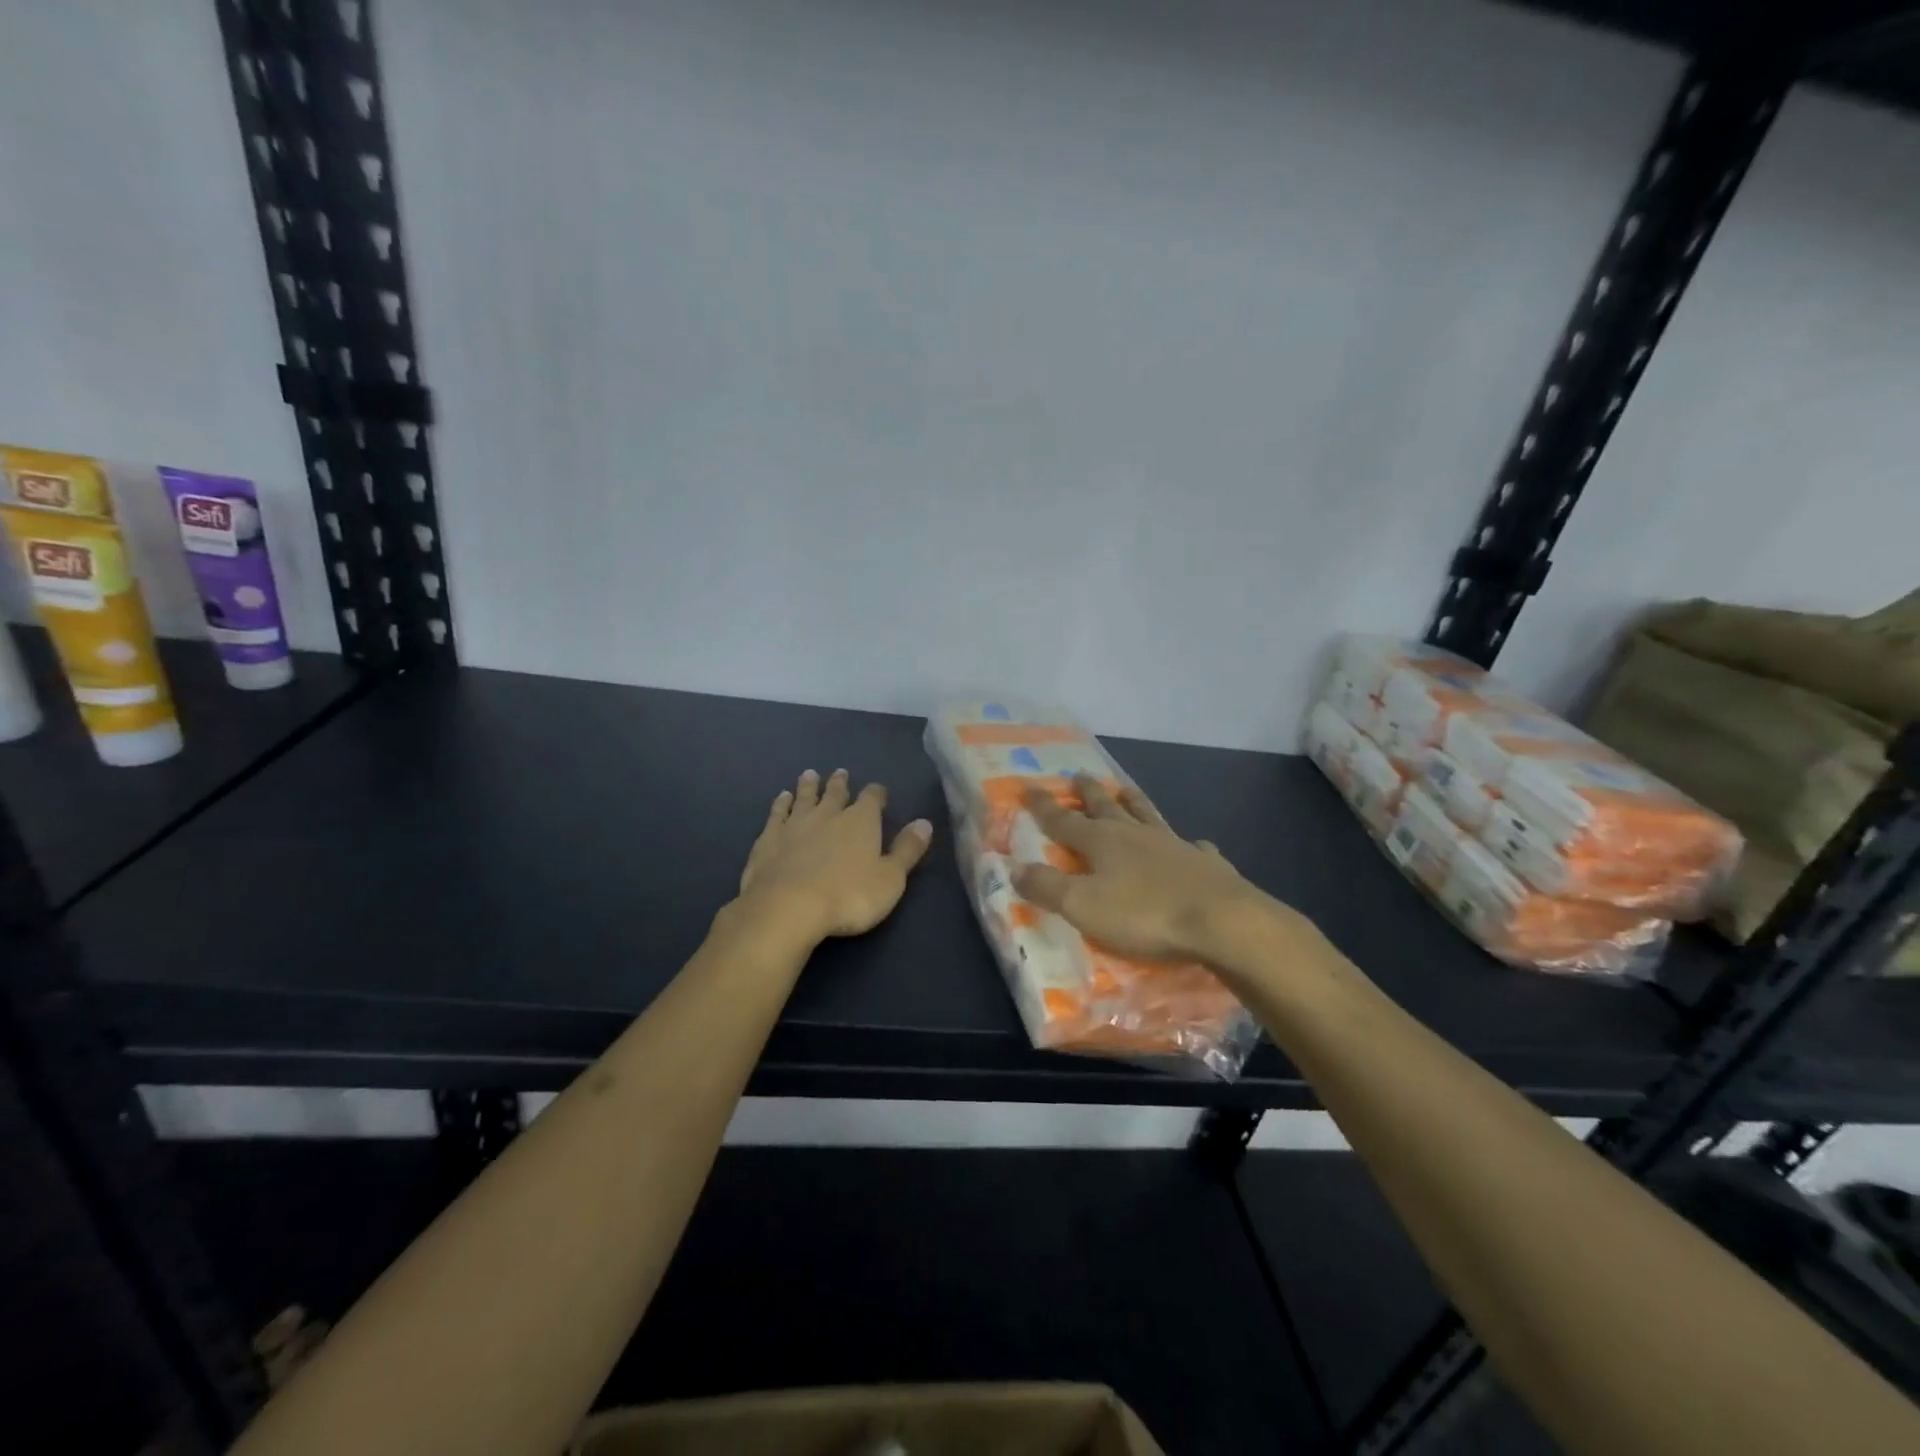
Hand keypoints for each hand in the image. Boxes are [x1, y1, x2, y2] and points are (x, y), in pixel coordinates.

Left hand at [736, 769, 933, 948]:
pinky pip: (777, 814)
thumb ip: (907, 850)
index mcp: (861, 822)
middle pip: (836, 793)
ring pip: (805, 798)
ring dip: (809, 786)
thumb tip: (924, 823)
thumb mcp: (890, 878)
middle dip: (840, 784)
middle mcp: (828, 815)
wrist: (788, 907)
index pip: (872, 799)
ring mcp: (795, 825)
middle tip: (840, 773)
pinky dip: (780, 804)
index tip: (878, 791)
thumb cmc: (849, 896)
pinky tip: (781, 798)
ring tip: (810, 774)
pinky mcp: (769, 839)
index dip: (876, 794)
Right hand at [1012, 774, 1271, 965]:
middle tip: (1078, 775)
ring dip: (1134, 802)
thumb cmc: (1143, 914)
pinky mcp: (1204, 864)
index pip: (1063, 820)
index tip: (1028, 786)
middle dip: (1089, 794)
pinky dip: (1188, 844)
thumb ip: (1047, 887)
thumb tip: (1016, 868)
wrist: (1220, 920)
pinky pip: (1192, 847)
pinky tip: (1193, 844)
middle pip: (1106, 808)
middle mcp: (1135, 835)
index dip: (1043, 806)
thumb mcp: (1082, 905)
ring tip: (1126, 789)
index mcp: (1101, 842)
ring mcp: (1173, 845)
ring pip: (1147, 816)